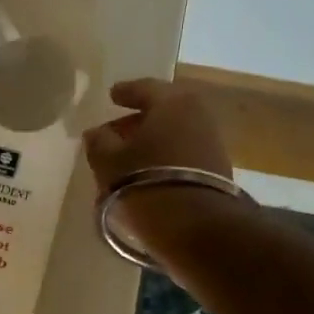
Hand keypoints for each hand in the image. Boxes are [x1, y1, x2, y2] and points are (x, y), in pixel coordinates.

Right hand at [82, 78, 237, 247]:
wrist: (195, 225)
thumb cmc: (144, 180)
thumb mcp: (108, 159)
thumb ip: (99, 141)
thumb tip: (97, 133)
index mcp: (172, 102)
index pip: (144, 88)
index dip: (124, 92)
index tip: (111, 96)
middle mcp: (197, 116)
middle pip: (163, 111)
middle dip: (138, 119)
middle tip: (115, 131)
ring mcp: (211, 143)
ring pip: (174, 133)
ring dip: (151, 141)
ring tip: (127, 157)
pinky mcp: (217, 170)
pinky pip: (182, 153)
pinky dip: (163, 156)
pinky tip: (146, 171)